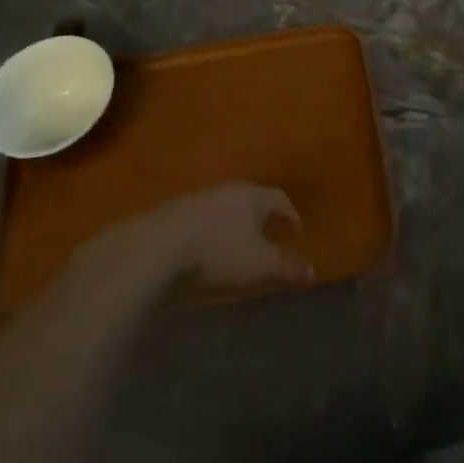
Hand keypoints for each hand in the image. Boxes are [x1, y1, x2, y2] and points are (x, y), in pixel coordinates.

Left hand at [131, 184, 314, 289]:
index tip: (295, 234)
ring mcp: (195, 199)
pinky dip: (210, 235)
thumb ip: (288, 269)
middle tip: (269, 242)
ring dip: (234, 228)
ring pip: (224, 210)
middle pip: (251, 201)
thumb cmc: (216, 255)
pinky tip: (204, 256)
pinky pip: (201, 222)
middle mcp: (225, 189)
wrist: (151, 252)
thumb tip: (312, 272)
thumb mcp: (260, 267)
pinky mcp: (169, 215)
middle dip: (262, 221)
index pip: (280, 198)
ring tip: (237, 252)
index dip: (290, 216)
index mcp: (252, 195)